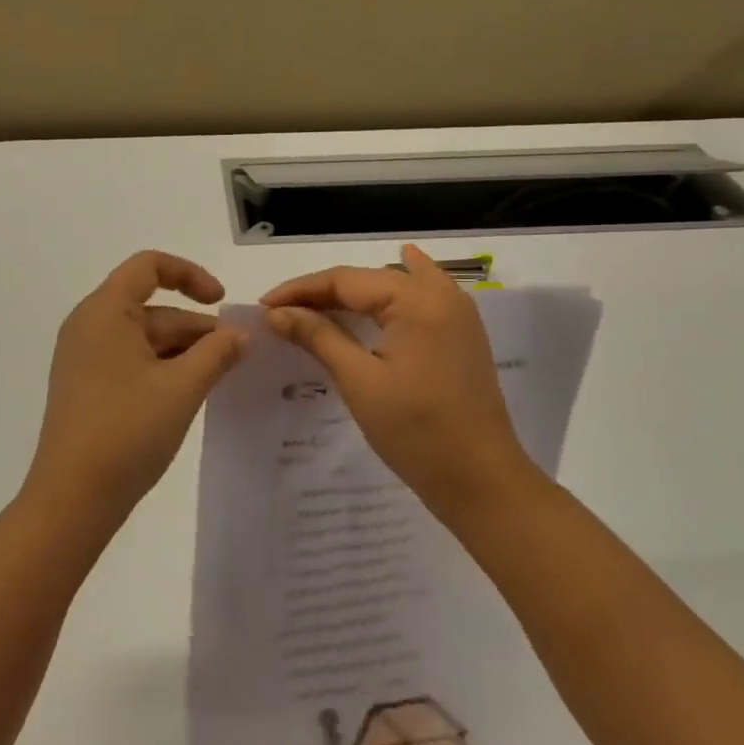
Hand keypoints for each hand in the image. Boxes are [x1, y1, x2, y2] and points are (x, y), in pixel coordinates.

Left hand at [26, 251, 246, 529]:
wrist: (72, 498)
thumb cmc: (127, 430)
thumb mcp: (182, 387)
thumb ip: (217, 352)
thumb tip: (240, 334)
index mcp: (104, 311)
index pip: (148, 266)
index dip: (190, 275)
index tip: (221, 302)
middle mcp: (89, 326)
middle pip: (151, 307)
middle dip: (195, 326)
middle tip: (237, 355)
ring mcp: (84, 359)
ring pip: (143, 338)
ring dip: (183, 351)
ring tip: (221, 376)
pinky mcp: (86, 388)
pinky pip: (130, 362)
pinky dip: (162, 369)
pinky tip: (189, 393)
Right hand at [260, 244, 541, 525]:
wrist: (480, 481)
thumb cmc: (416, 431)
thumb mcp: (359, 381)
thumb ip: (318, 337)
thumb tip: (276, 312)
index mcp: (416, 300)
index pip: (345, 280)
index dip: (300, 290)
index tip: (263, 306)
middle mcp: (441, 295)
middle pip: (369, 279)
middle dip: (323, 292)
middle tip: (282, 312)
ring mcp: (457, 315)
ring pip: (396, 285)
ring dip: (356, 292)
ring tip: (317, 301)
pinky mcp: (462, 336)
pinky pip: (425, 296)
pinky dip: (403, 285)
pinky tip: (404, 264)